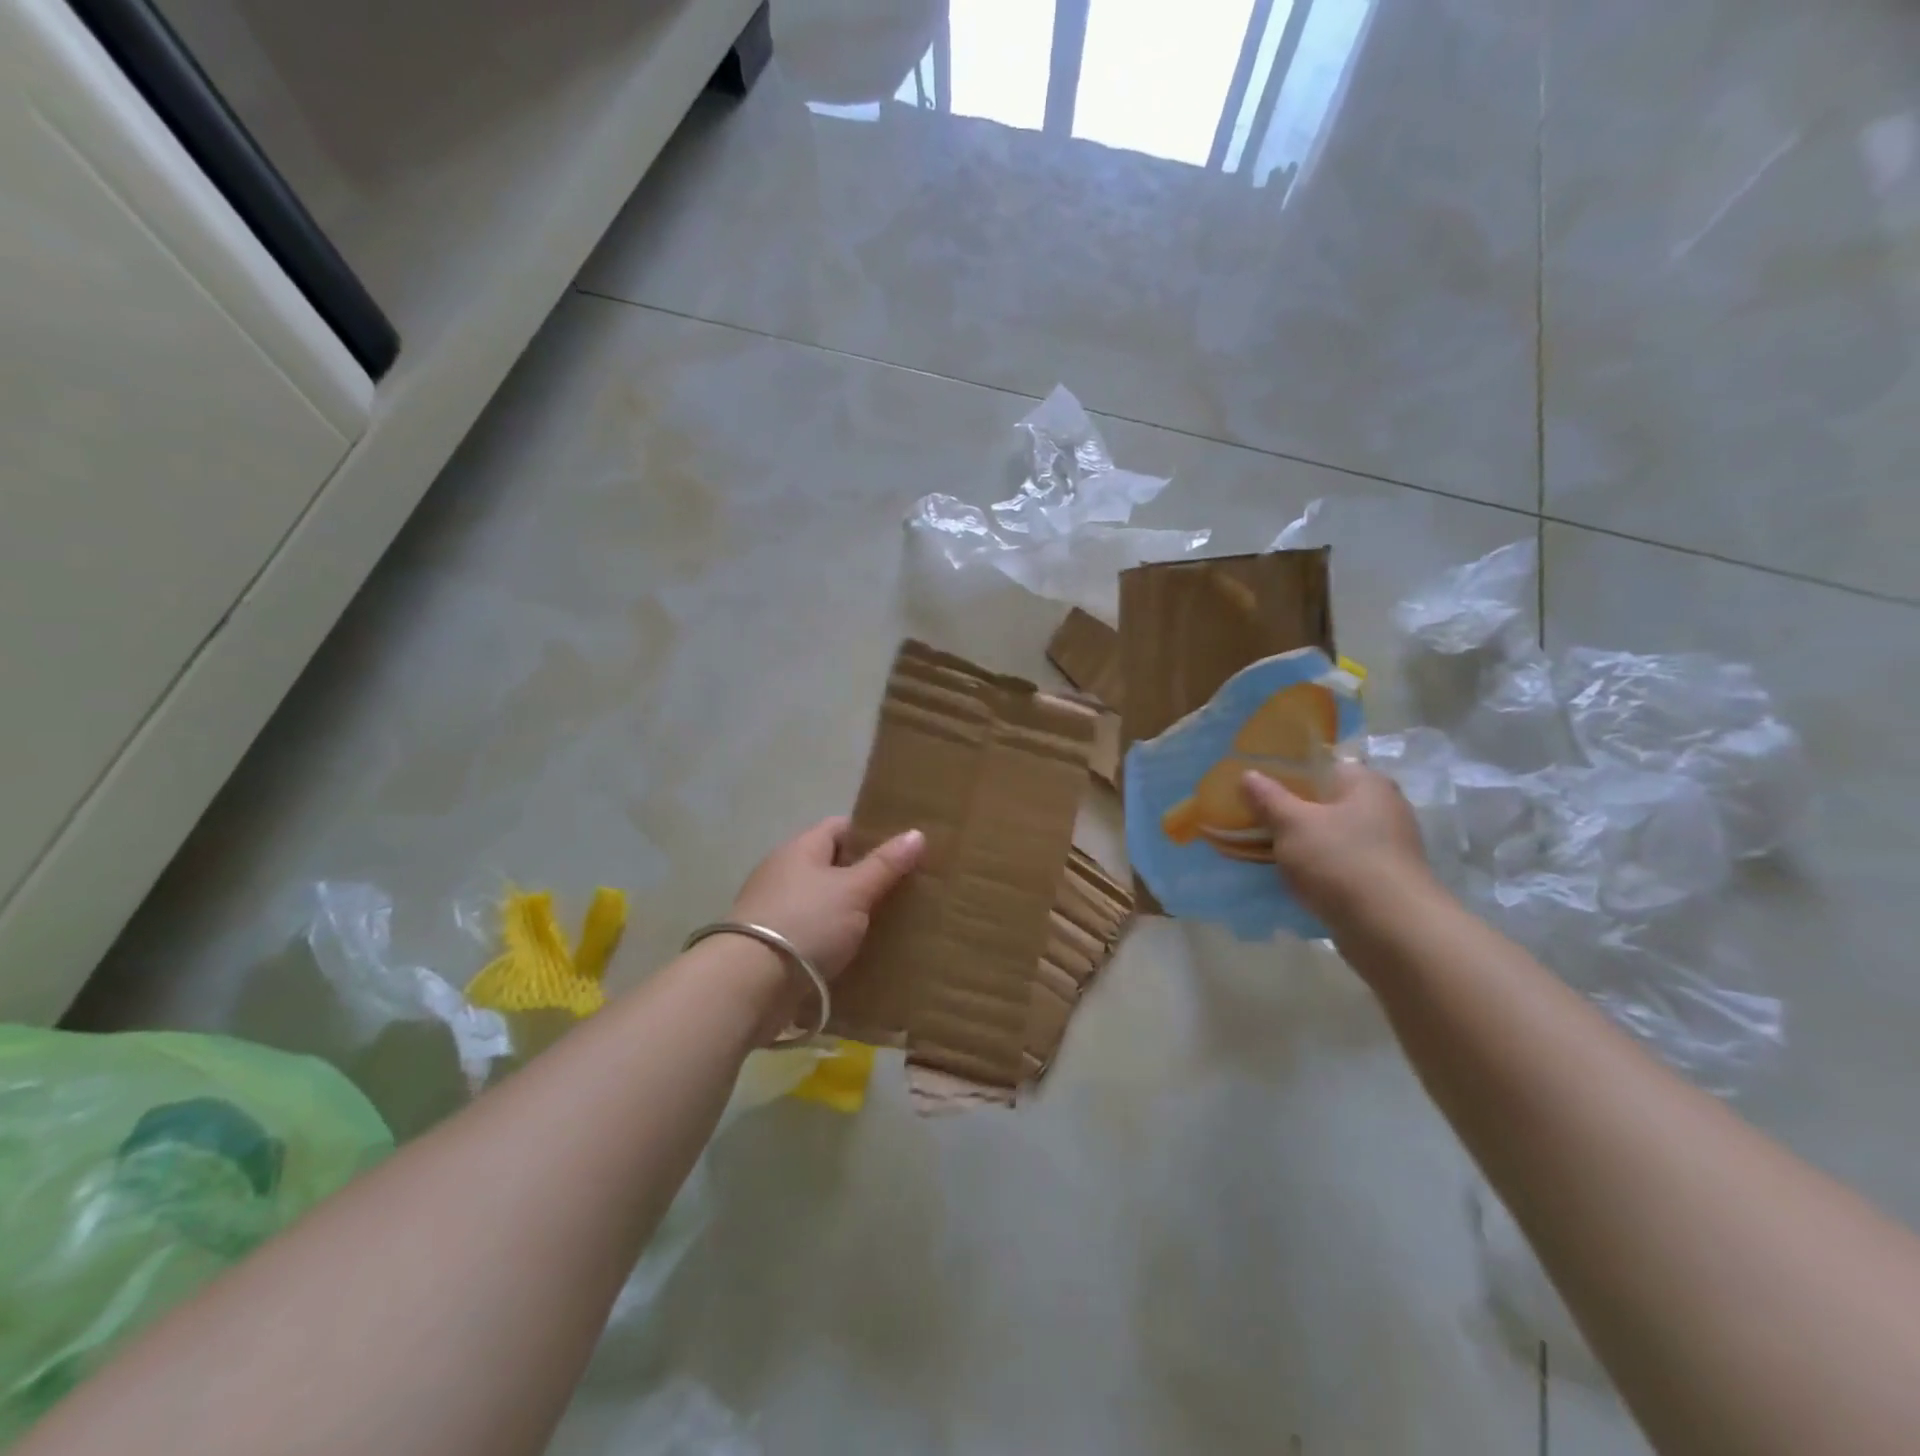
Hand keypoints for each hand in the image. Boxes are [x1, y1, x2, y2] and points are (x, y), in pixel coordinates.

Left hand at [727, 816, 925, 980]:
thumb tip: (916, 833)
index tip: (901, 851)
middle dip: (863, 876)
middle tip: (902, 889)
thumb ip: (885, 864)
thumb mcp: (854, 891)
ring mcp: (773, 908)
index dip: (870, 835)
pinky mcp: (770, 944)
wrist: (749, 984)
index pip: (839, 827)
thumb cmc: (806, 923)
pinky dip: (832, 939)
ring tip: (886, 923)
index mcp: (801, 848)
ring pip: (822, 901)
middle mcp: (783, 871)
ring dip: (848, 911)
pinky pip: (811, 932)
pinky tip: (856, 953)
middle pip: (831, 865)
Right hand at [1241, 762, 1433, 926]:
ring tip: (1265, 851)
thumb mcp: (1292, 823)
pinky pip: (1340, 866)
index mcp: (1367, 783)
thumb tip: (1248, 775)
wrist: (1391, 930)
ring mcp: (1386, 848)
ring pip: (1332, 837)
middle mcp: (1384, 809)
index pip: (1324, 766)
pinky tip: (1292, 880)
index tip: (1258, 787)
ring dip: (1303, 844)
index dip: (1289, 773)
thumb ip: (1268, 798)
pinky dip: (1318, 870)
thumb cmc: (1341, 861)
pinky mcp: (1382, 881)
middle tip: (1254, 819)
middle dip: (1292, 812)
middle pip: (1327, 803)